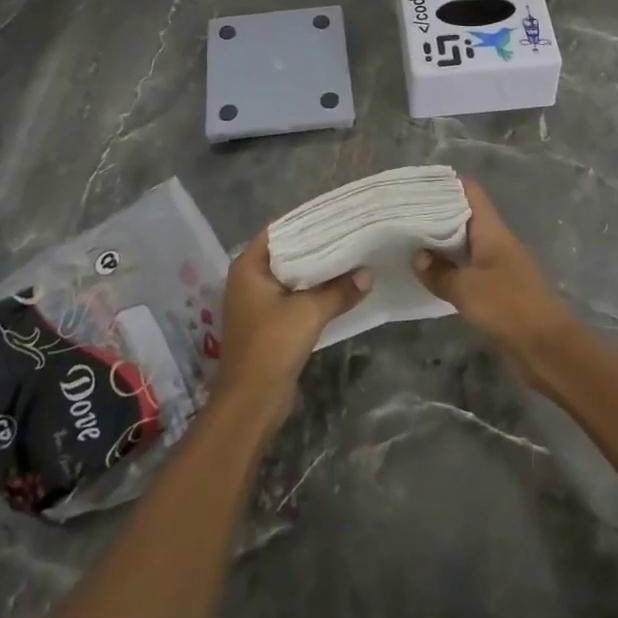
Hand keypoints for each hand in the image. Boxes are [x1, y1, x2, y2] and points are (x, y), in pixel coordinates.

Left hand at [213, 232, 368, 429]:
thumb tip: (368, 275)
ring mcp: (258, 301)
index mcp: (249, 266)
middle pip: (288, 252)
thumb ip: (339, 291)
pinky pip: (295, 296)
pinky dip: (314, 291)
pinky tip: (341, 287)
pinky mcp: (269, 322)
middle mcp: (250, 278)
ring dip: (318, 271)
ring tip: (352, 255)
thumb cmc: (271, 346)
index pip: (280, 230)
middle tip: (351, 232)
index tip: (338, 215)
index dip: (308, 221)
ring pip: (293, 276)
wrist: (250, 402)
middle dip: (318, 245)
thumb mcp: (309, 313)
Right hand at [413, 176, 577, 389]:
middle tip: (403, 213)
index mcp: (492, 230)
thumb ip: (439, 273)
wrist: (549, 348)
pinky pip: (469, 266)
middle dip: (436, 212)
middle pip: (465, 215)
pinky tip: (429, 272)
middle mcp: (496, 240)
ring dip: (441, 240)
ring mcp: (499, 264)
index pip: (470, 192)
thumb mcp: (467, 289)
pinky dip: (450, 265)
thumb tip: (416, 256)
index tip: (417, 184)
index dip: (445, 183)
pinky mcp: (498, 287)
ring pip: (465, 242)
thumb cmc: (509, 307)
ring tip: (408, 239)